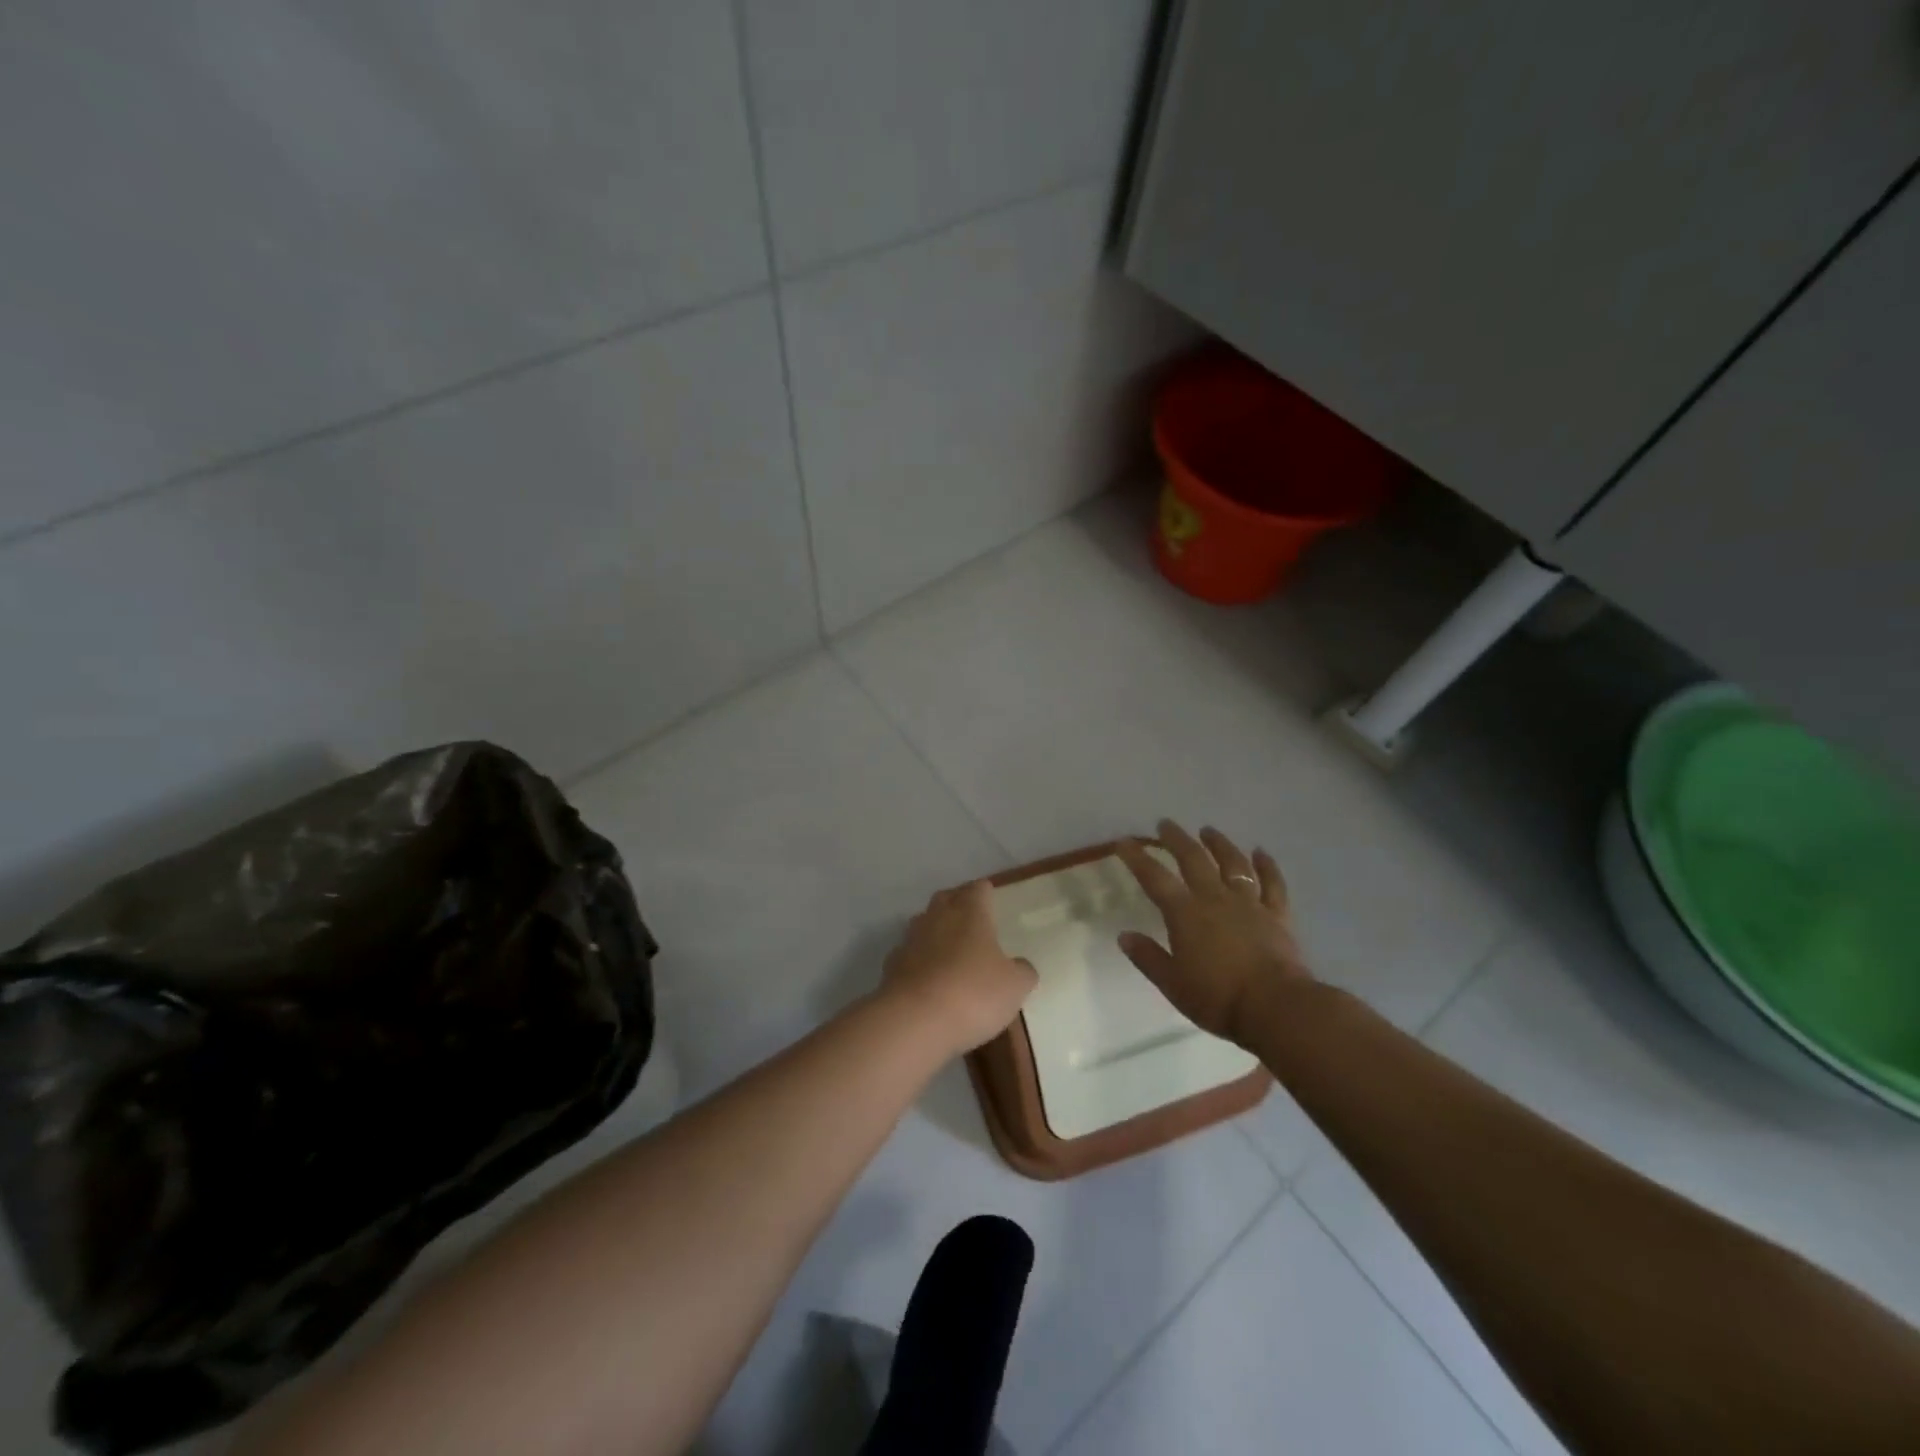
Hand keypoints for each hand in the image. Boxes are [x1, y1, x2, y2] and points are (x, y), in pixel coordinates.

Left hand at [882, 881, 1037, 1056]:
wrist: (914, 1021)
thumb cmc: (973, 993)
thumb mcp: (1014, 986)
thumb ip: (1021, 971)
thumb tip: (1020, 966)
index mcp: (970, 912)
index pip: (978, 889)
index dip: (986, 892)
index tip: (992, 899)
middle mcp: (937, 917)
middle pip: (947, 899)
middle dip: (958, 905)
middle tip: (973, 921)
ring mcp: (910, 940)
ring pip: (924, 924)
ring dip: (936, 932)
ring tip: (950, 951)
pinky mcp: (891, 966)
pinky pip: (908, 954)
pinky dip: (918, 961)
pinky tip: (927, 979)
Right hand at [1116, 820, 1310, 1045]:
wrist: (1276, 1007)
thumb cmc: (1218, 999)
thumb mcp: (1172, 984)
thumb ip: (1148, 957)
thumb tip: (1124, 935)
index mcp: (1185, 913)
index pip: (1154, 878)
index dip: (1137, 858)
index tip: (1124, 842)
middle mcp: (1215, 898)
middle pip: (1193, 859)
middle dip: (1177, 839)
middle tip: (1165, 823)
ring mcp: (1249, 903)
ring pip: (1233, 863)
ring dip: (1219, 843)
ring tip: (1208, 830)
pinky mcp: (1277, 915)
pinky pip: (1272, 883)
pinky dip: (1267, 865)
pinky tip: (1261, 852)